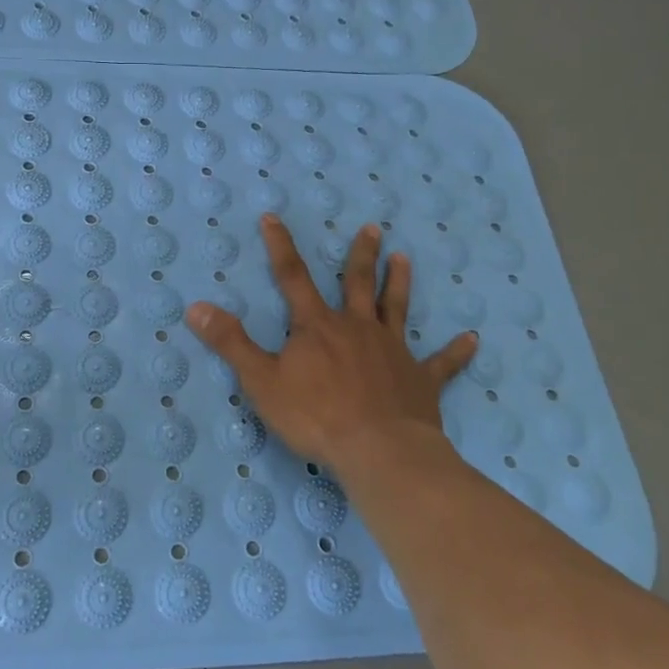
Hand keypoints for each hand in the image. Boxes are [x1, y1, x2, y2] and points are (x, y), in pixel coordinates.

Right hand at [187, 215, 476, 473]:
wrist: (378, 451)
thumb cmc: (314, 415)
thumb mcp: (260, 380)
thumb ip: (230, 342)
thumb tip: (195, 306)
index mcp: (317, 327)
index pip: (292, 278)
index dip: (280, 247)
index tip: (273, 217)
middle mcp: (356, 328)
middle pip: (356, 283)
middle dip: (360, 254)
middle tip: (373, 228)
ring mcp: (392, 351)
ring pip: (396, 309)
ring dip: (399, 283)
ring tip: (404, 258)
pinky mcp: (421, 380)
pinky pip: (442, 362)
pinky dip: (456, 351)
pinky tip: (473, 339)